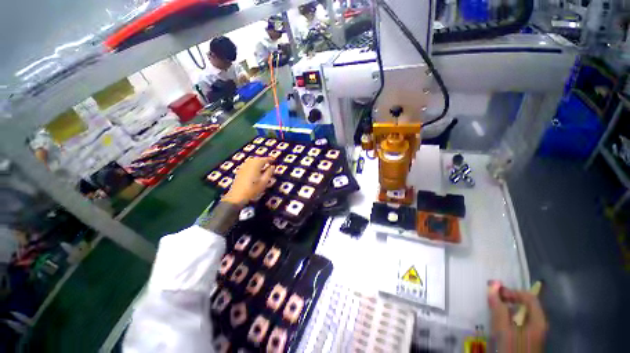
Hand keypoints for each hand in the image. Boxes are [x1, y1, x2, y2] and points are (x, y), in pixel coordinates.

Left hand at [222, 157, 273, 206]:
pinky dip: (253, 164)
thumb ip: (269, 173)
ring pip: (252, 161)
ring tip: (263, 165)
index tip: (275, 159)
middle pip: (257, 159)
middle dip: (263, 159)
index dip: (270, 159)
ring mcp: (243, 167)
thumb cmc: (253, 189)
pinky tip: (255, 169)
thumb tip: (273, 166)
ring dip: (258, 161)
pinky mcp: (240, 171)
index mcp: (255, 165)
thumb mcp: (264, 182)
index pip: (264, 159)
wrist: (237, 196)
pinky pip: (248, 164)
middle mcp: (249, 164)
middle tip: (269, 162)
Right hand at [489, 282, 547, 352]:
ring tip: (494, 311)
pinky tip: (500, 324)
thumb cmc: (512, 348)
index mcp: (538, 320)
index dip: (512, 292)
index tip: (496, 293)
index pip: (529, 297)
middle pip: (526, 305)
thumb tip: (492, 285)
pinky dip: (509, 318)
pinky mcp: (528, 339)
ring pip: (521, 314)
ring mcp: (534, 333)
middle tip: (492, 300)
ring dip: (507, 309)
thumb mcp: (503, 329)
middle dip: (508, 300)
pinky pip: (519, 323)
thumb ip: (498, 307)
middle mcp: (539, 324)